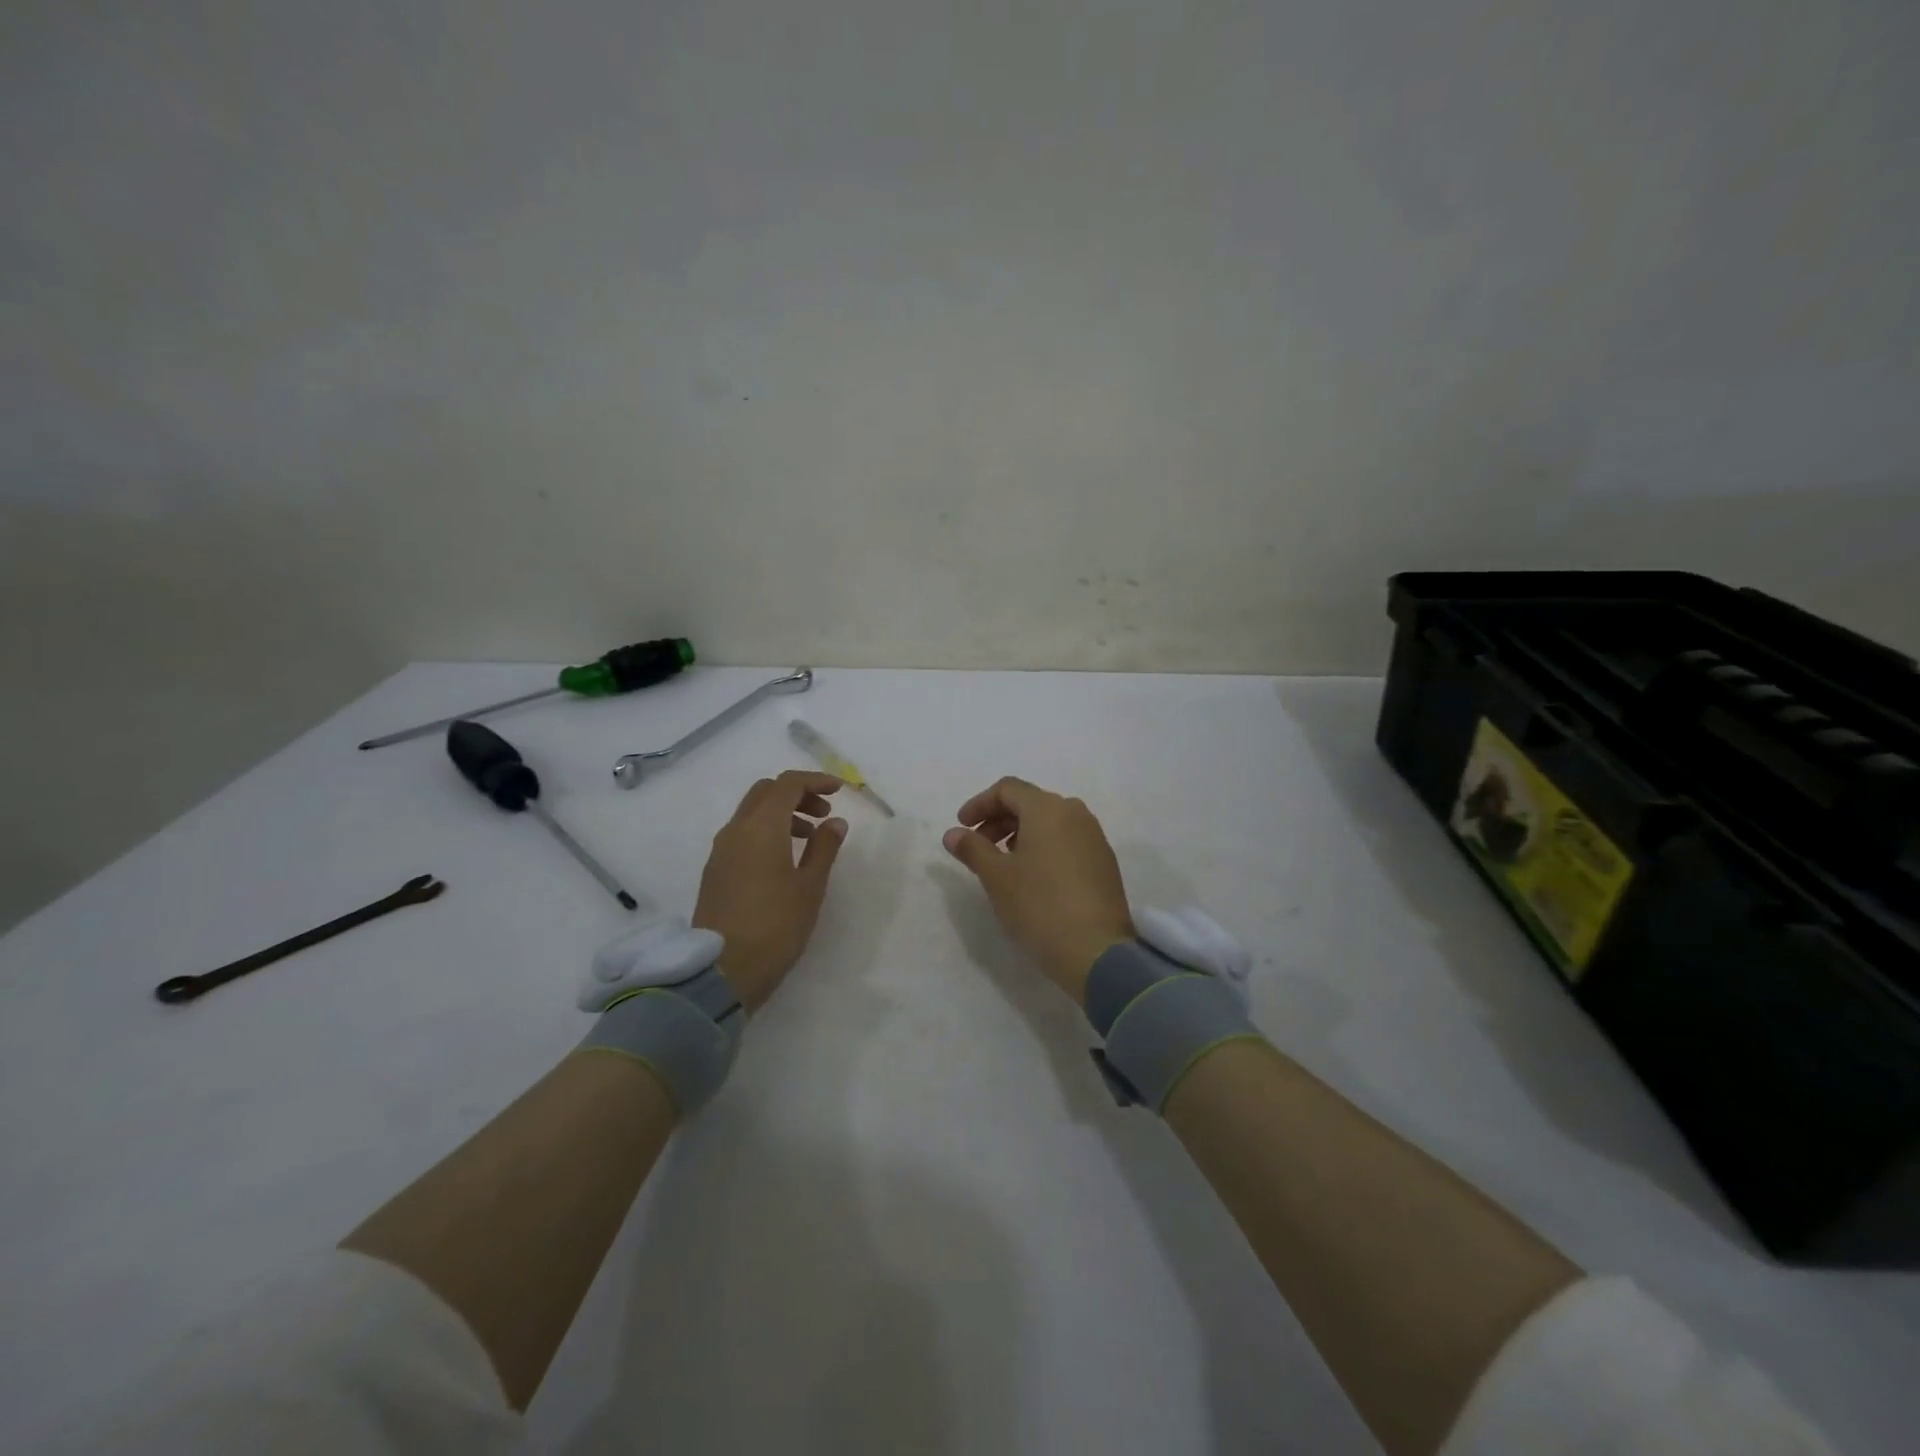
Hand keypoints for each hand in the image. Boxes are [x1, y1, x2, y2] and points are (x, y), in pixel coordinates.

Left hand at [693, 770, 847, 1009]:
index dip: (815, 780)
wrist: (722, 970)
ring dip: (781, 813)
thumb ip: (824, 848)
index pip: (787, 784)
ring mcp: (720, 850)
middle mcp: (735, 830)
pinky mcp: (714, 871)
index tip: (839, 791)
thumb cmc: (775, 926)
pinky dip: (765, 831)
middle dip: (797, 794)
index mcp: (761, 827)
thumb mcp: (810, 887)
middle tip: (824, 814)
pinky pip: (741, 834)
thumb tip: (835, 822)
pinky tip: (783, 859)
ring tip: (809, 839)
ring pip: (751, 812)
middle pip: (765, 792)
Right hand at [943, 776, 1133, 1003]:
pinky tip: (1032, 876)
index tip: (961, 827)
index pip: (1007, 789)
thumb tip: (953, 834)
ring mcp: (1094, 837)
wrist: (1097, 951)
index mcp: (1048, 808)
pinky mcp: (1104, 861)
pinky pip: (1067, 840)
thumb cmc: (1039, 905)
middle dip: (999, 819)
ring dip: (1021, 834)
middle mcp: (1075, 813)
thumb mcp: (996, 877)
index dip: (979, 804)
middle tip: (978, 847)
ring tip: (1003, 864)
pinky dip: (1044, 847)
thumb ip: (972, 849)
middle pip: (1030, 802)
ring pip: (1050, 822)